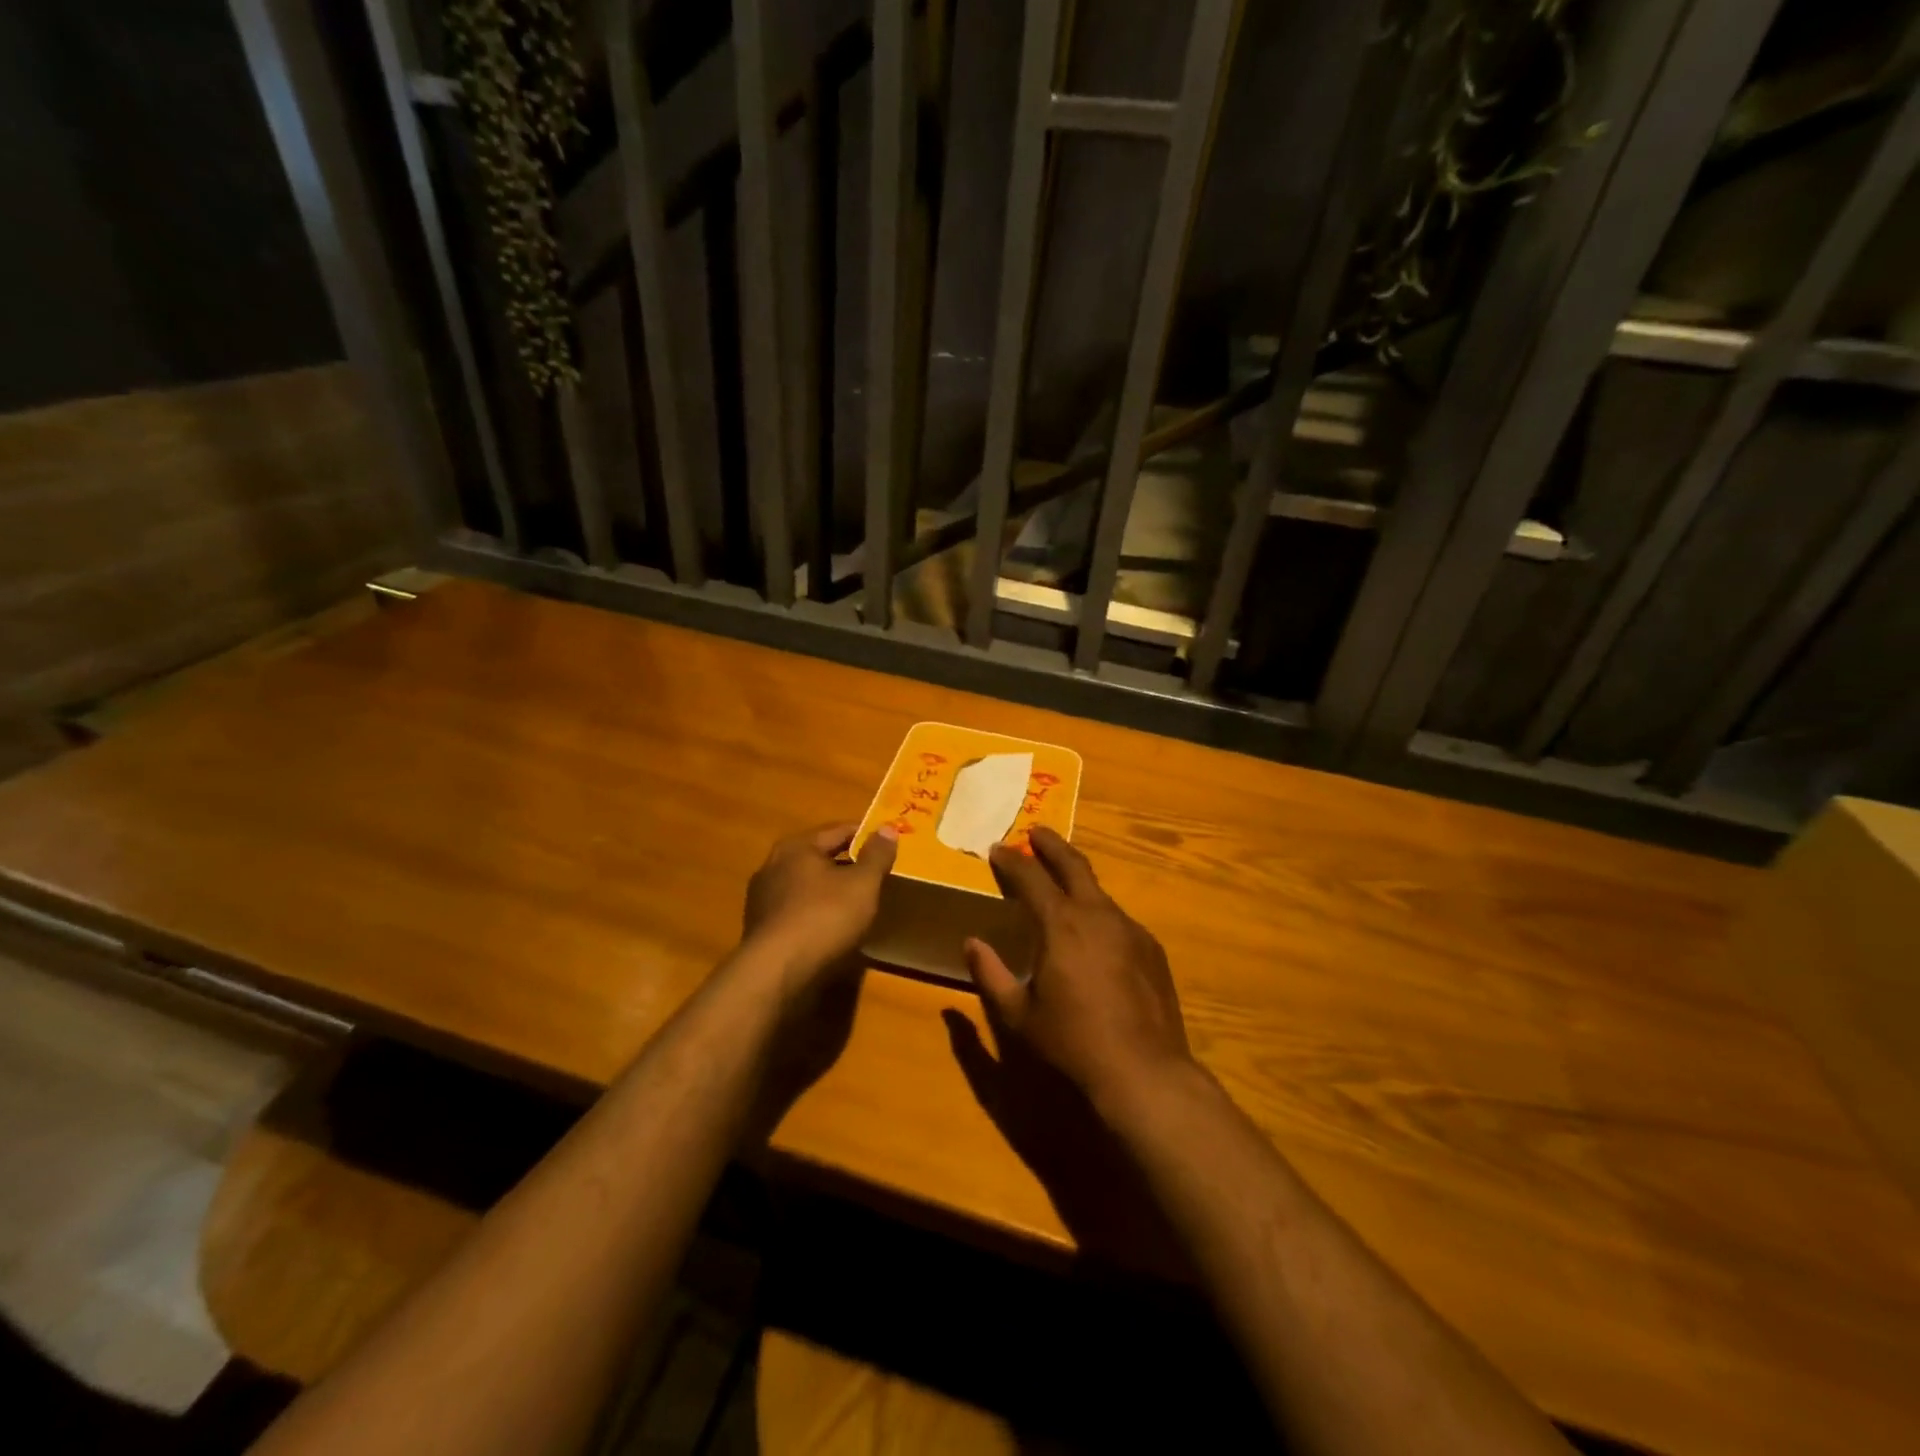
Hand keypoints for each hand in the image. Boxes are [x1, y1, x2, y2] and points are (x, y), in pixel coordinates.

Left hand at [742, 821, 897, 993]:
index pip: (838, 830)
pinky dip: (815, 911)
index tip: (888, 845)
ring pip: (806, 884)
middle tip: (875, 874)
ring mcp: (762, 897)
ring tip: (856, 902)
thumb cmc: (824, 917)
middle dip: (847, 863)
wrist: (776, 972)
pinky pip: (796, 909)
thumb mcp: (863, 884)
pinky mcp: (760, 927)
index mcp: (797, 847)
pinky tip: (831, 927)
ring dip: (829, 889)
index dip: (866, 835)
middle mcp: (774, 864)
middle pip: (819, 856)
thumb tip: (887, 828)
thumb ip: (877, 855)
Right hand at [966, 827, 1194, 1111]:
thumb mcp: (1018, 1014)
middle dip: (1051, 845)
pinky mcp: (1150, 948)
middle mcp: (1097, 915)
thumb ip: (990, 974)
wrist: (1144, 1071)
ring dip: (1076, 879)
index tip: (997, 848)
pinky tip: (1093, 934)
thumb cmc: (1072, 1042)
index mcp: (1060, 924)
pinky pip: (1117, 919)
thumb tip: (970, 943)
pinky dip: (1098, 913)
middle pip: (1073, 865)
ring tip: (1062, 883)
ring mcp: (1129, 929)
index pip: (1030, 876)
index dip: (1011, 859)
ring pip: (1098, 891)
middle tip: (1036, 833)